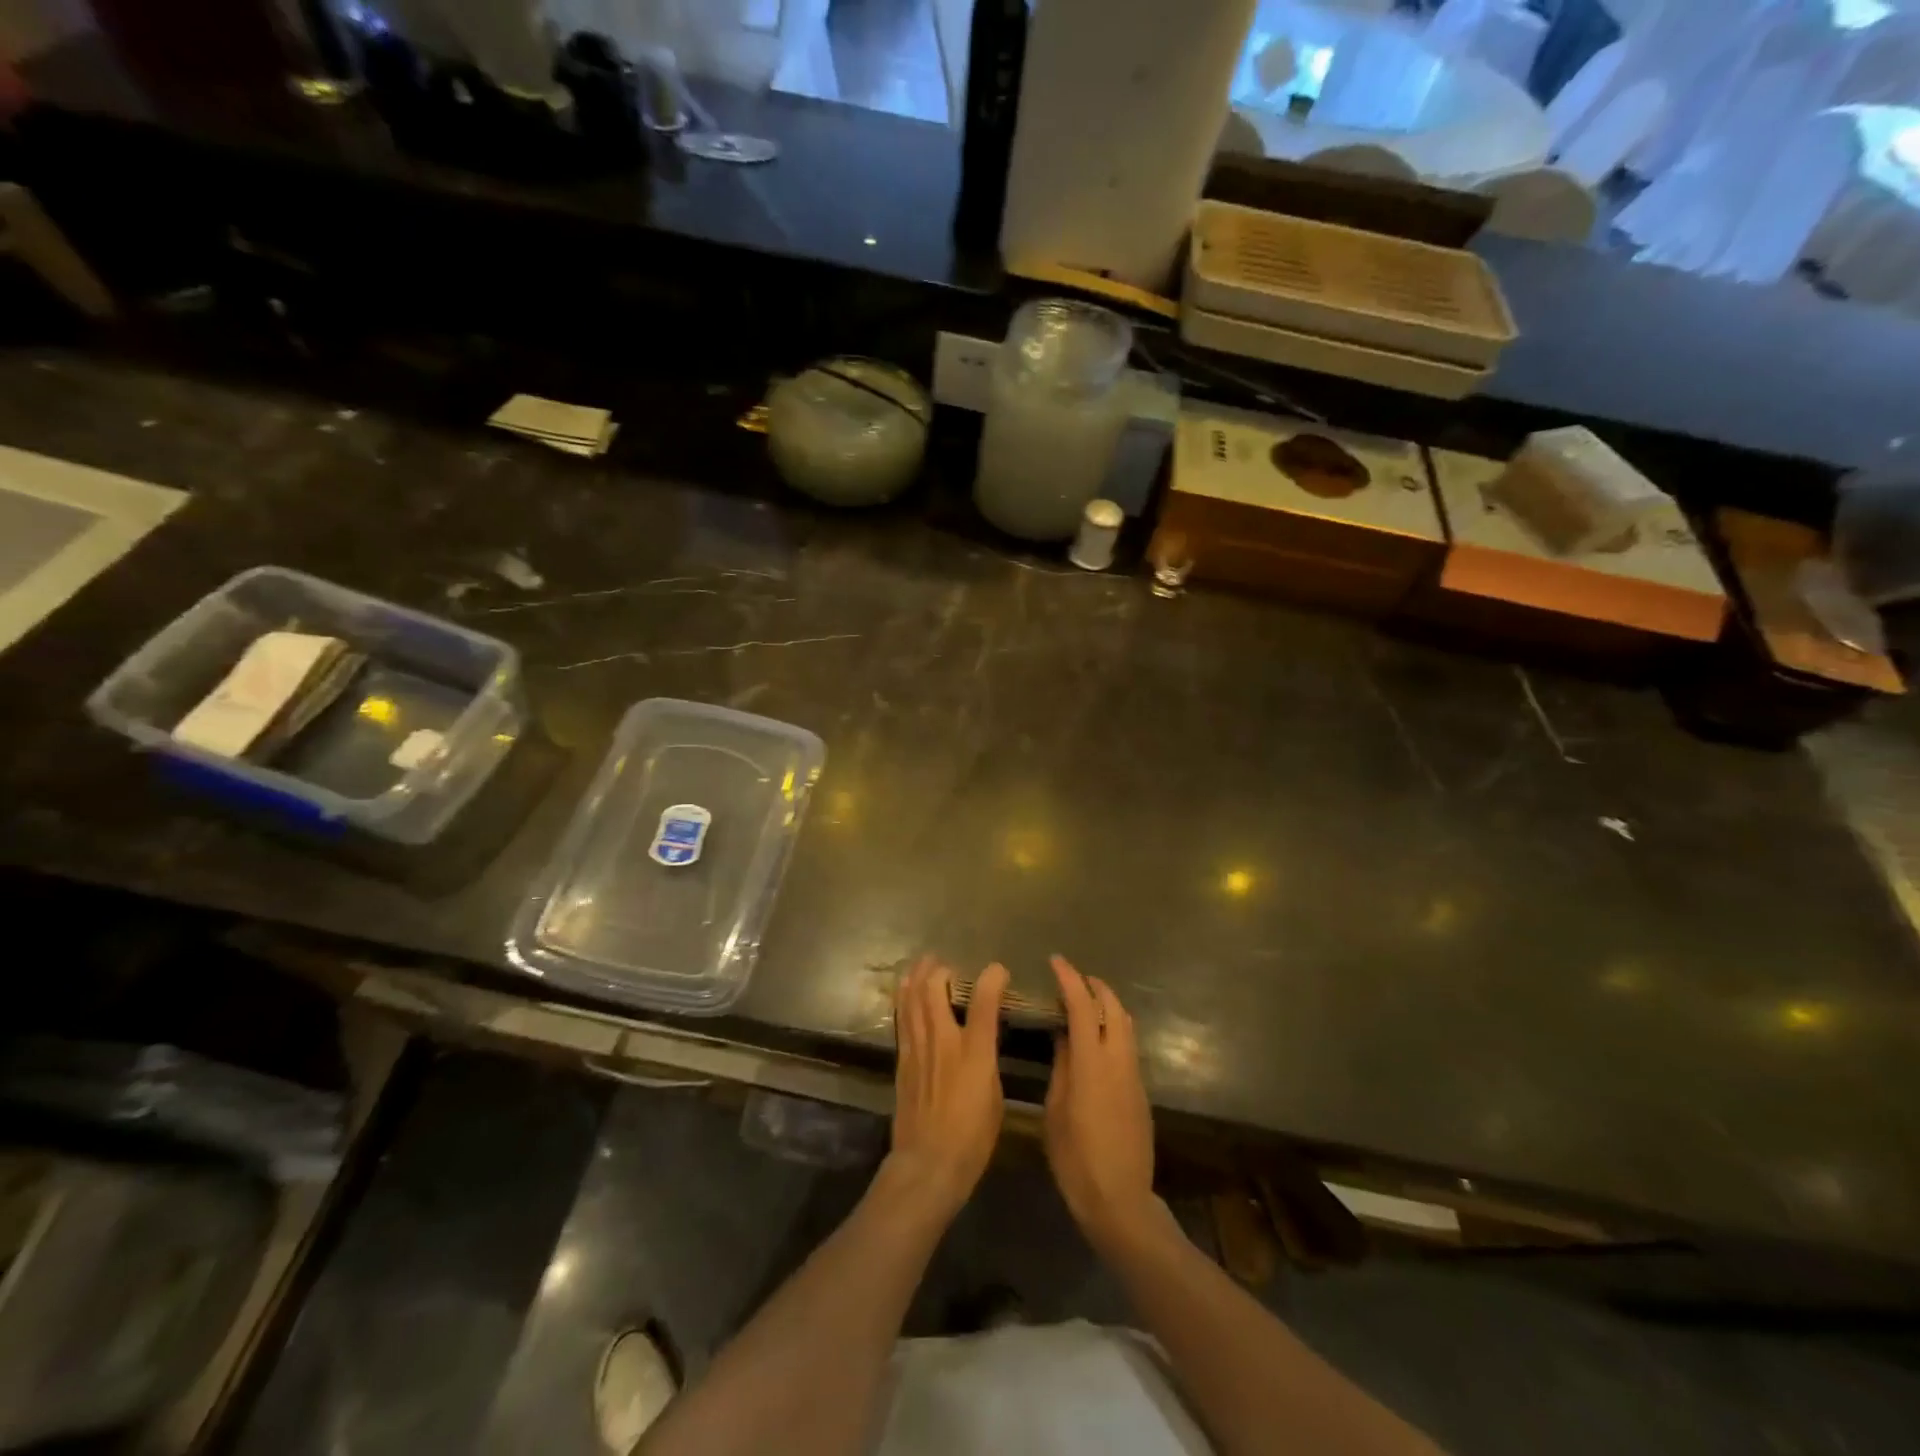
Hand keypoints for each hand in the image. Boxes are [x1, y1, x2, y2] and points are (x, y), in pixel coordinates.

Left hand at [885, 955, 1007, 1222]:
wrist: (928, 1164)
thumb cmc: (973, 1137)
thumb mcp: (994, 1095)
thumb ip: (988, 1058)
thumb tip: (985, 1038)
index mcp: (974, 1052)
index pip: (983, 1001)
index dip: (992, 978)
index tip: (998, 970)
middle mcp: (943, 1041)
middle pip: (934, 990)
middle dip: (940, 969)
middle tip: (946, 962)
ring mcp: (918, 1049)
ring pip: (911, 1000)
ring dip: (916, 977)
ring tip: (922, 964)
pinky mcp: (902, 1061)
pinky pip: (902, 1019)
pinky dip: (903, 1000)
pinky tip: (904, 992)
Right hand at [1044, 955, 1158, 1251]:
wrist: (1119, 1199)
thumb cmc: (1075, 1157)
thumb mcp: (1056, 1108)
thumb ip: (1062, 1065)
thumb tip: (1063, 1034)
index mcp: (1091, 1062)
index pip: (1083, 1006)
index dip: (1069, 979)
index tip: (1056, 961)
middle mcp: (1118, 1060)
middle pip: (1113, 1007)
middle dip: (1094, 986)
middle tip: (1073, 978)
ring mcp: (1134, 1075)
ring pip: (1126, 1024)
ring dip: (1108, 1004)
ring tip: (1086, 1001)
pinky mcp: (1141, 1091)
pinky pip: (1129, 1044)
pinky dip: (1114, 1027)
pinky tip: (1098, 1038)